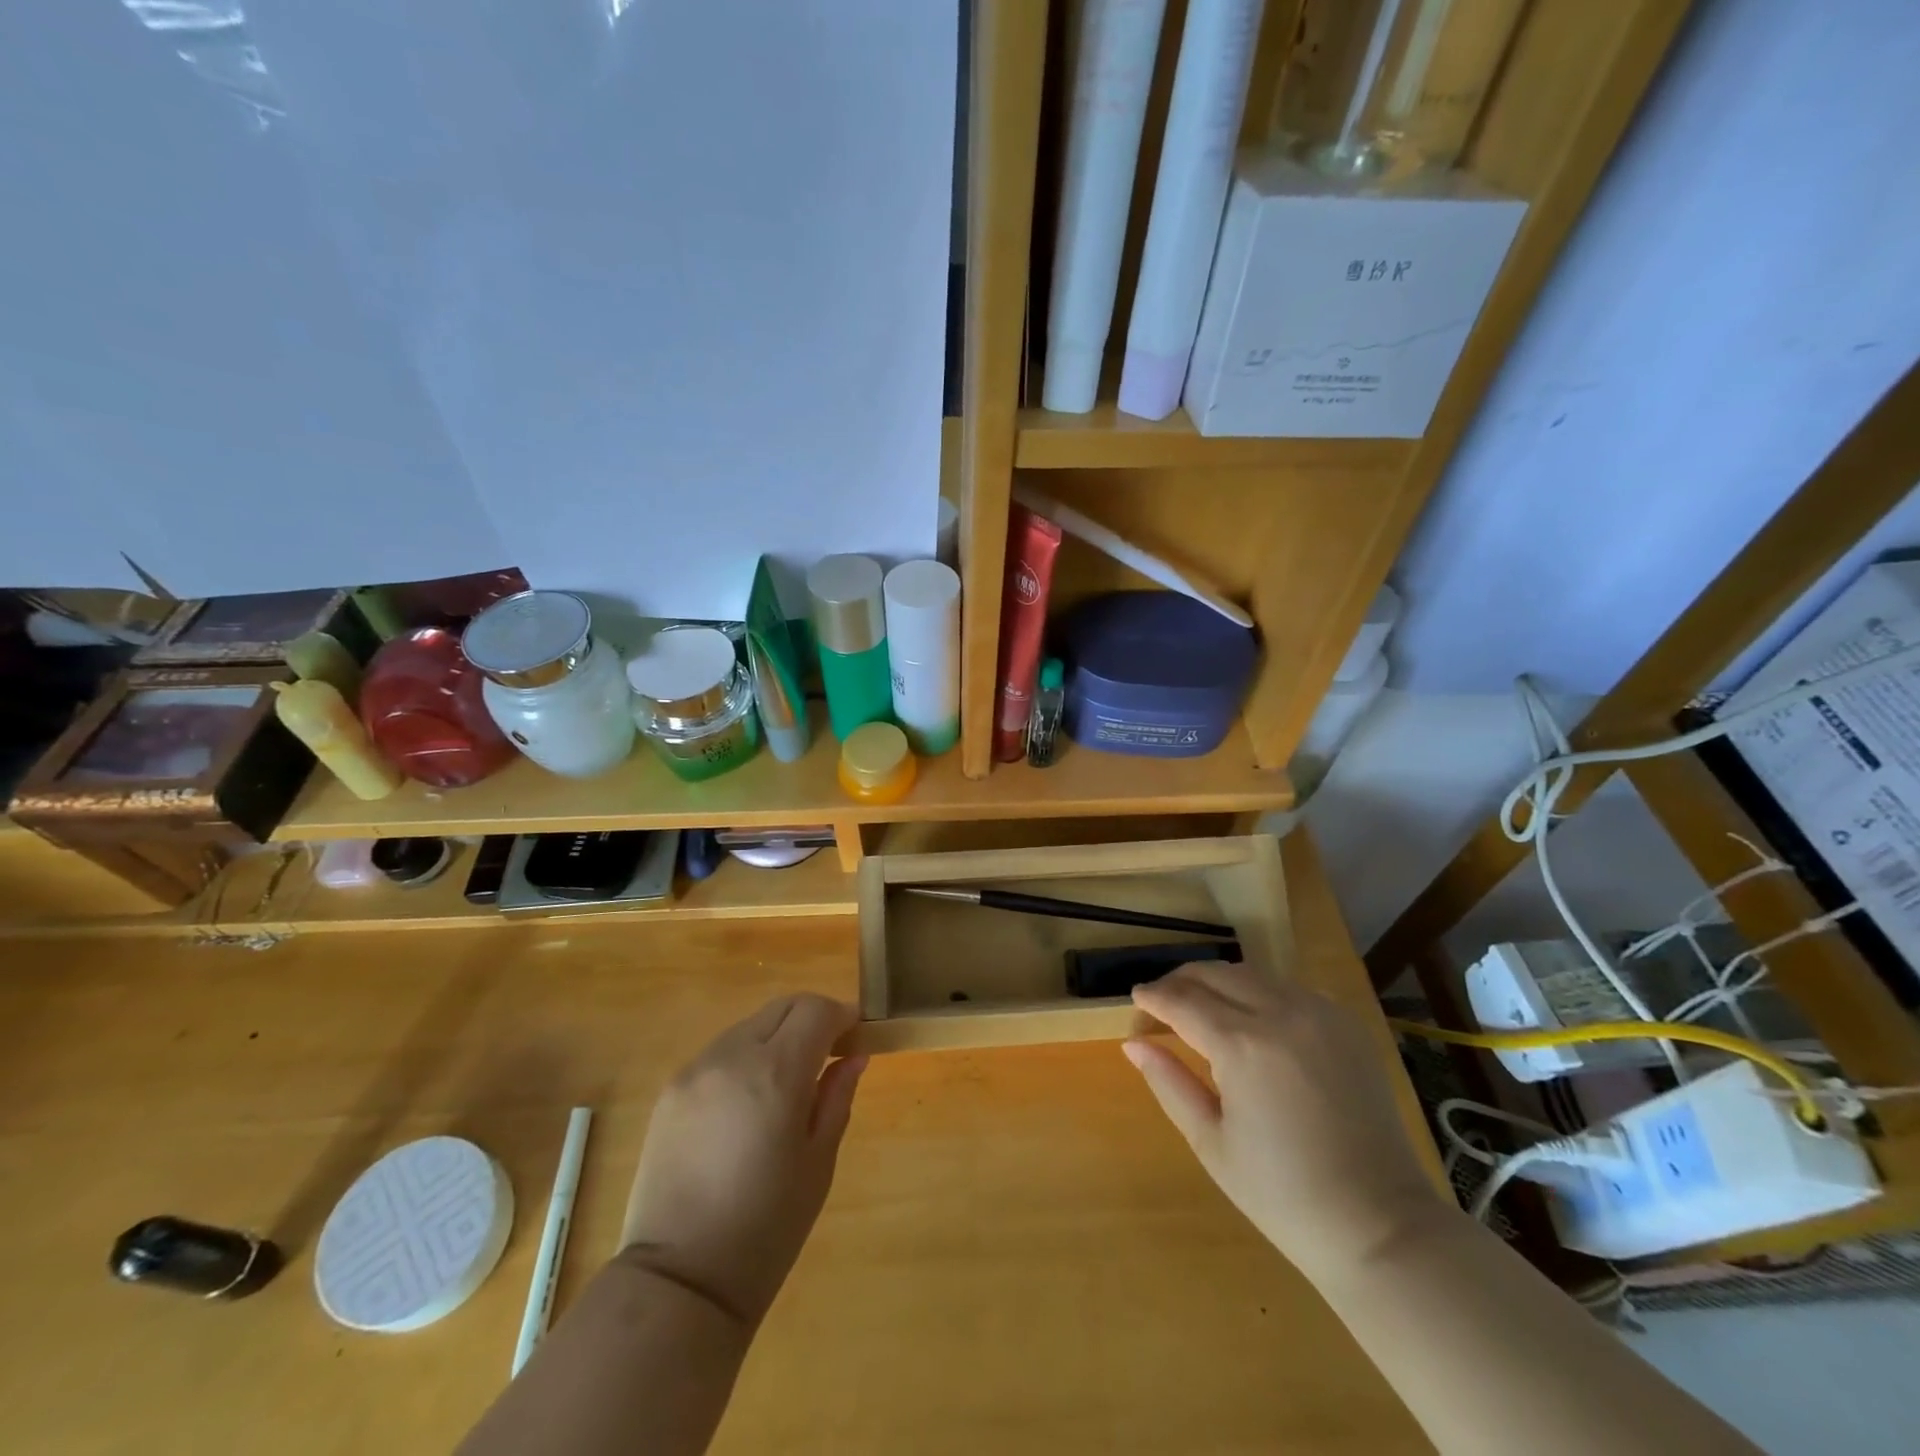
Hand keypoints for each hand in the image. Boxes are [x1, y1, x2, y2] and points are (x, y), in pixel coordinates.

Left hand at [620, 993, 867, 1327]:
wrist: (679, 1281)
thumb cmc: (766, 1228)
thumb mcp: (818, 1162)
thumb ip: (837, 1096)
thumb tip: (854, 1054)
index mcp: (776, 1073)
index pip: (817, 1010)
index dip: (843, 1016)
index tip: (856, 1037)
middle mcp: (733, 1056)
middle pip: (783, 1006)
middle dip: (812, 1018)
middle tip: (828, 1053)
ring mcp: (696, 1069)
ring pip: (750, 1025)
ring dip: (778, 1036)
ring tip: (787, 1083)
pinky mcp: (671, 1088)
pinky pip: (720, 1052)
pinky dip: (745, 1056)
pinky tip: (748, 1102)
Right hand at [1124, 962, 1441, 1282]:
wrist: (1380, 1226)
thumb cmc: (1283, 1195)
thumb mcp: (1211, 1142)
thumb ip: (1168, 1082)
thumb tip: (1133, 1042)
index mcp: (1243, 1046)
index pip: (1181, 1001)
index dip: (1152, 998)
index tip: (1135, 1003)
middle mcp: (1281, 1014)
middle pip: (1214, 974)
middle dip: (1180, 982)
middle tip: (1161, 1005)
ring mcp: (1320, 1013)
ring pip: (1251, 973)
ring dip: (1217, 982)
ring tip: (1200, 1008)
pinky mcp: (1346, 1023)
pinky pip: (1288, 988)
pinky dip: (1258, 992)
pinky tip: (1250, 1020)